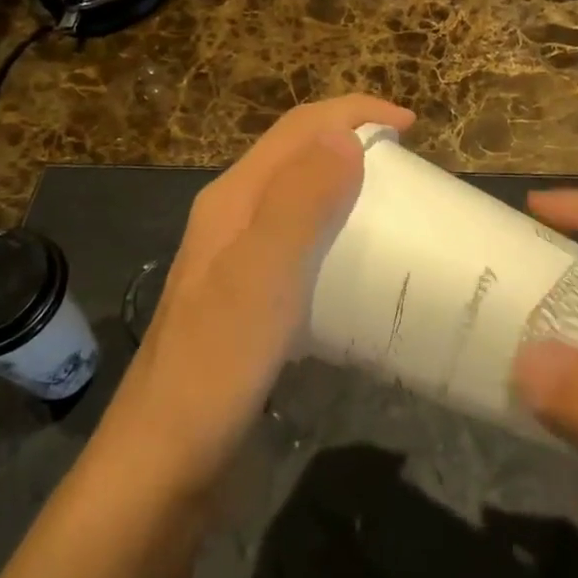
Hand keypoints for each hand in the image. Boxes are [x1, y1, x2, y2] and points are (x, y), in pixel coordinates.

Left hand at [103, 94, 414, 491]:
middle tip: (411, 173)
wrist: (165, 465)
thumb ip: (300, 201)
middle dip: (354, 145)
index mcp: (233, 199)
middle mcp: (234, 220)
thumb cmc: (216, 364)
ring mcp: (240, 263)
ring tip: (397, 212)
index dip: (353, 113)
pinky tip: (364, 271)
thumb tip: (345, 134)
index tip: (412, 127)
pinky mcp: (252, 303)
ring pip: (303, 203)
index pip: (298, 129)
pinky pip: (305, 249)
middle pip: (300, 159)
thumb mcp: (261, 275)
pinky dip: (340, 238)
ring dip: (349, 190)